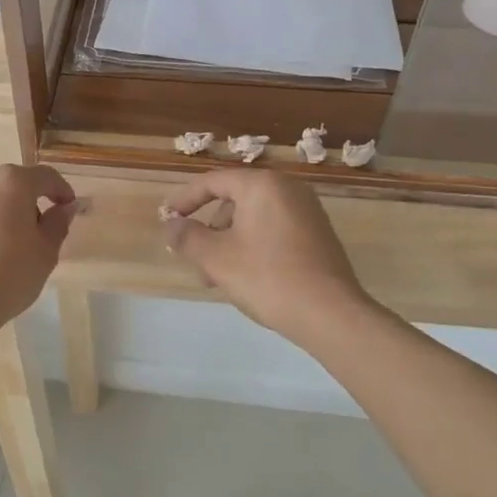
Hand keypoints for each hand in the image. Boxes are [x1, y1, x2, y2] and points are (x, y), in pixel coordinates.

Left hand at [0, 165, 78, 334]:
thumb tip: (64, 207)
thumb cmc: (8, 277)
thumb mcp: (46, 253)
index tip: (66, 205)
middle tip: (26, 234)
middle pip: (5, 186)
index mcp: (11, 183)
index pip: (44, 176)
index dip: (59, 189)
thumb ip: (58, 222)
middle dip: (18, 203)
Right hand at [161, 169, 373, 343]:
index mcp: (262, 185)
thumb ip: (187, 236)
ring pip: (253, 219)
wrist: (331, 314)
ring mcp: (307, 212)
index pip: (213, 182)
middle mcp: (288, 189)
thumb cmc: (267, 277)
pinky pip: (274, 230)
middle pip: (234, 200)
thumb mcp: (216, 258)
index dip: (184, 200)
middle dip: (208, 228)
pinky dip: (253, 246)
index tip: (166, 218)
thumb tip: (171, 225)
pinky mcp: (318, 235)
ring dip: (229, 242)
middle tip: (194, 257)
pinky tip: (246, 277)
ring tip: (218, 277)